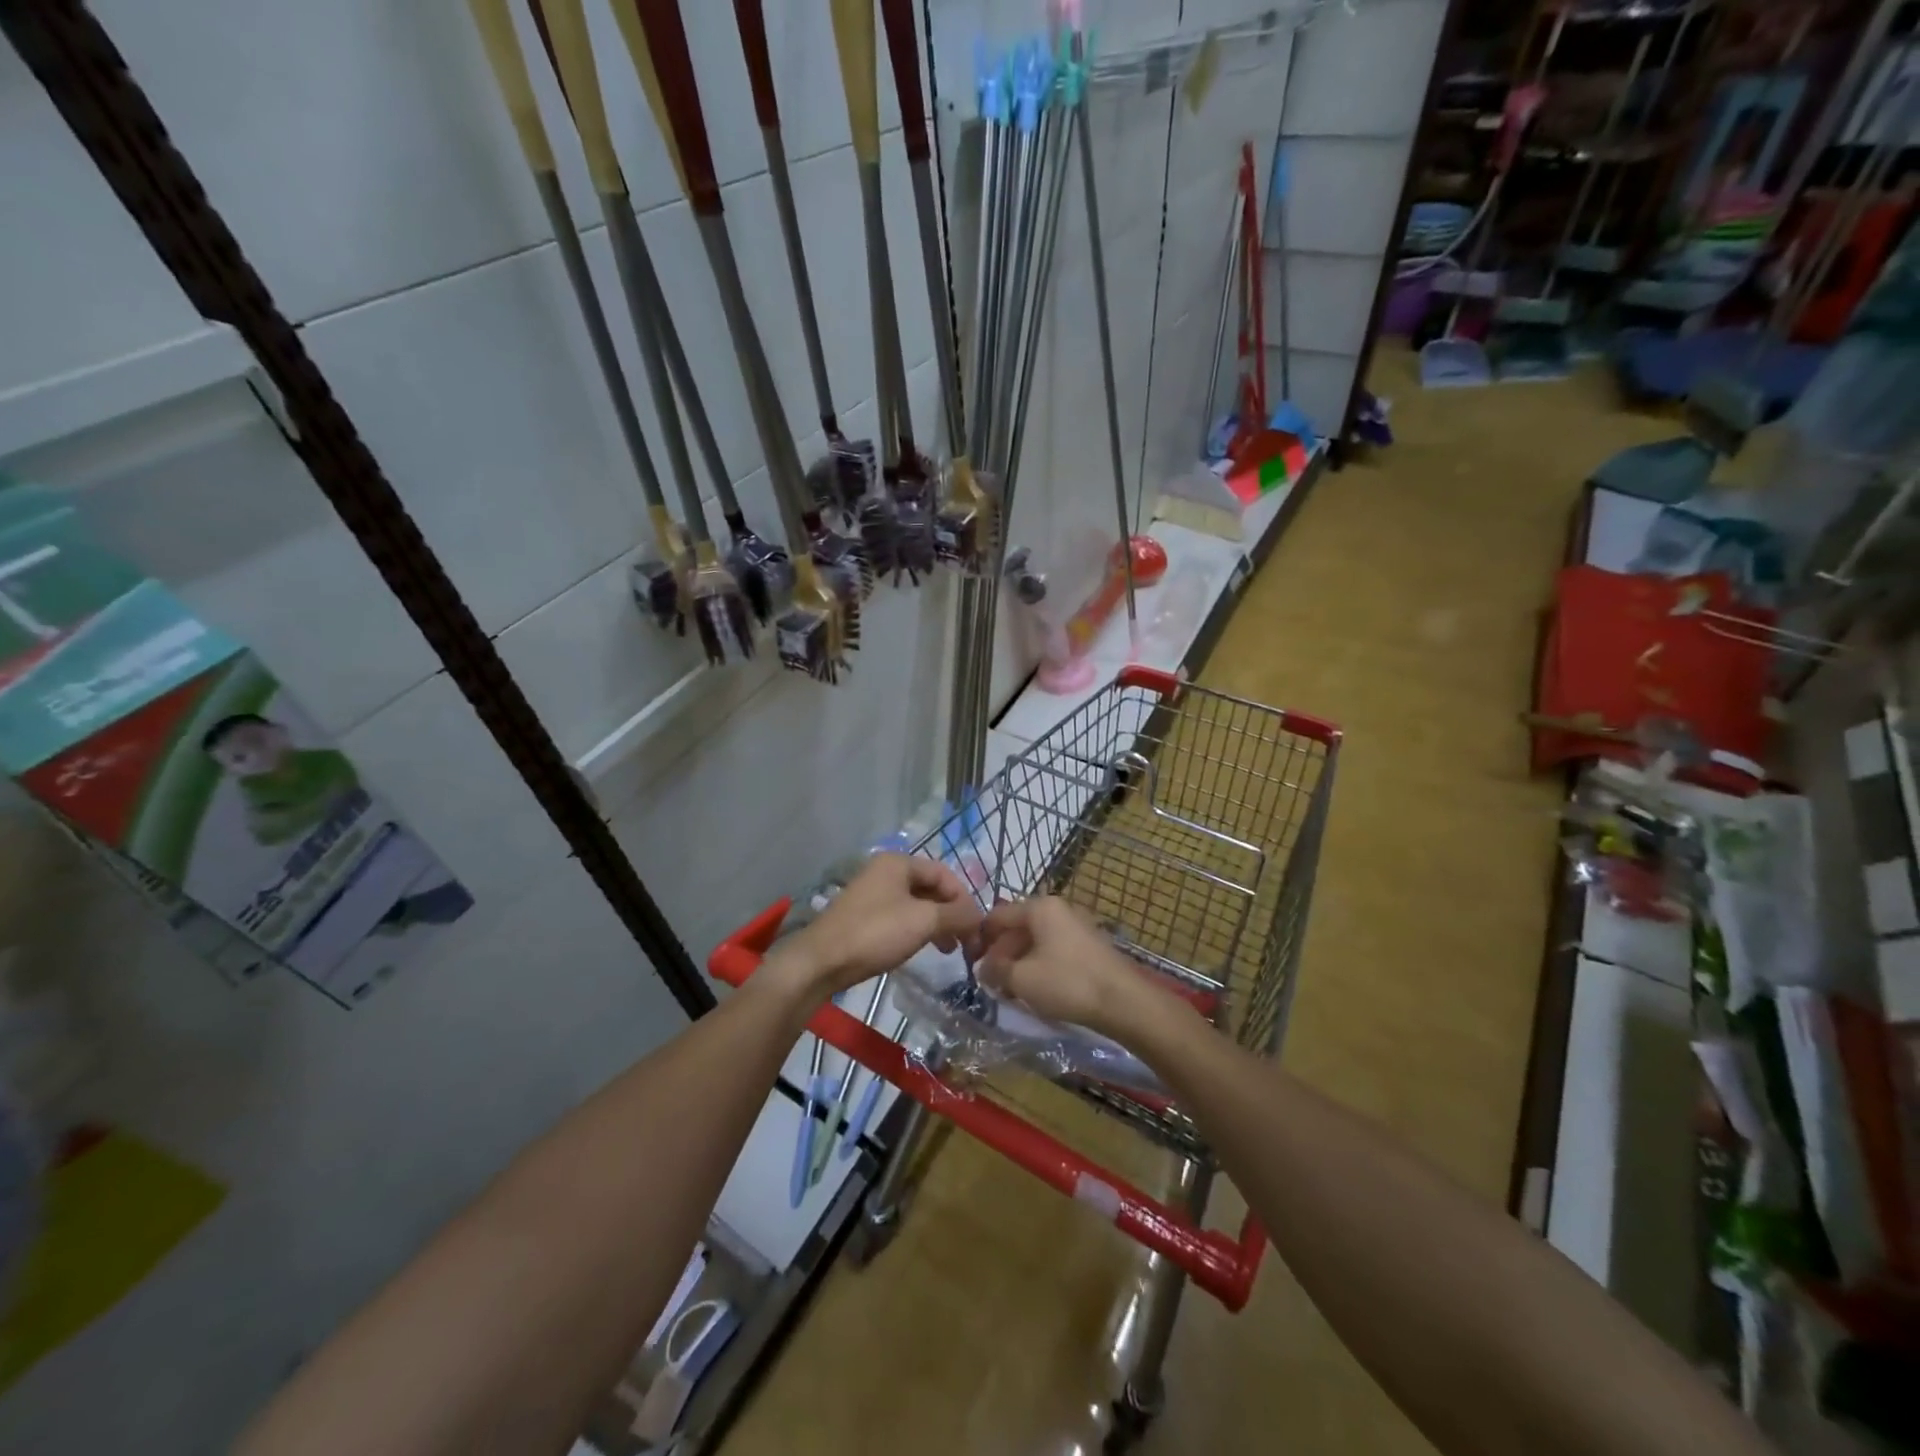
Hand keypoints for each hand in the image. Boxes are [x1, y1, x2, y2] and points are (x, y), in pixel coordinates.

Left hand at [777, 854, 981, 1000]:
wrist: (821, 961)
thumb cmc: (875, 933)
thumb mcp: (923, 921)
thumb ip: (957, 915)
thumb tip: (979, 918)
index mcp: (898, 862)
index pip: (944, 873)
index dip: (964, 898)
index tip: (977, 927)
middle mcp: (884, 871)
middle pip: (930, 888)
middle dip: (952, 913)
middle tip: (966, 941)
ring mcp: (871, 894)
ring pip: (916, 904)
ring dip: (937, 924)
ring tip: (949, 950)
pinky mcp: (863, 917)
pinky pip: (900, 917)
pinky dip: (917, 930)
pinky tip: (923, 949)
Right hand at [973, 896, 1149, 1037]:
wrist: (1123, 1002)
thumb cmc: (1067, 983)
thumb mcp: (1021, 979)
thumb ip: (996, 970)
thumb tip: (983, 968)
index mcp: (1039, 907)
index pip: (997, 915)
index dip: (980, 939)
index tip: (971, 964)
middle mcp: (1058, 909)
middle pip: (1017, 927)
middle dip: (1001, 954)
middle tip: (992, 983)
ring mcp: (1076, 926)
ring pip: (1036, 941)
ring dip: (1019, 963)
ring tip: (1012, 991)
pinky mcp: (1089, 946)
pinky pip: (1053, 950)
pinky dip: (1040, 966)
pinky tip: (1037, 990)